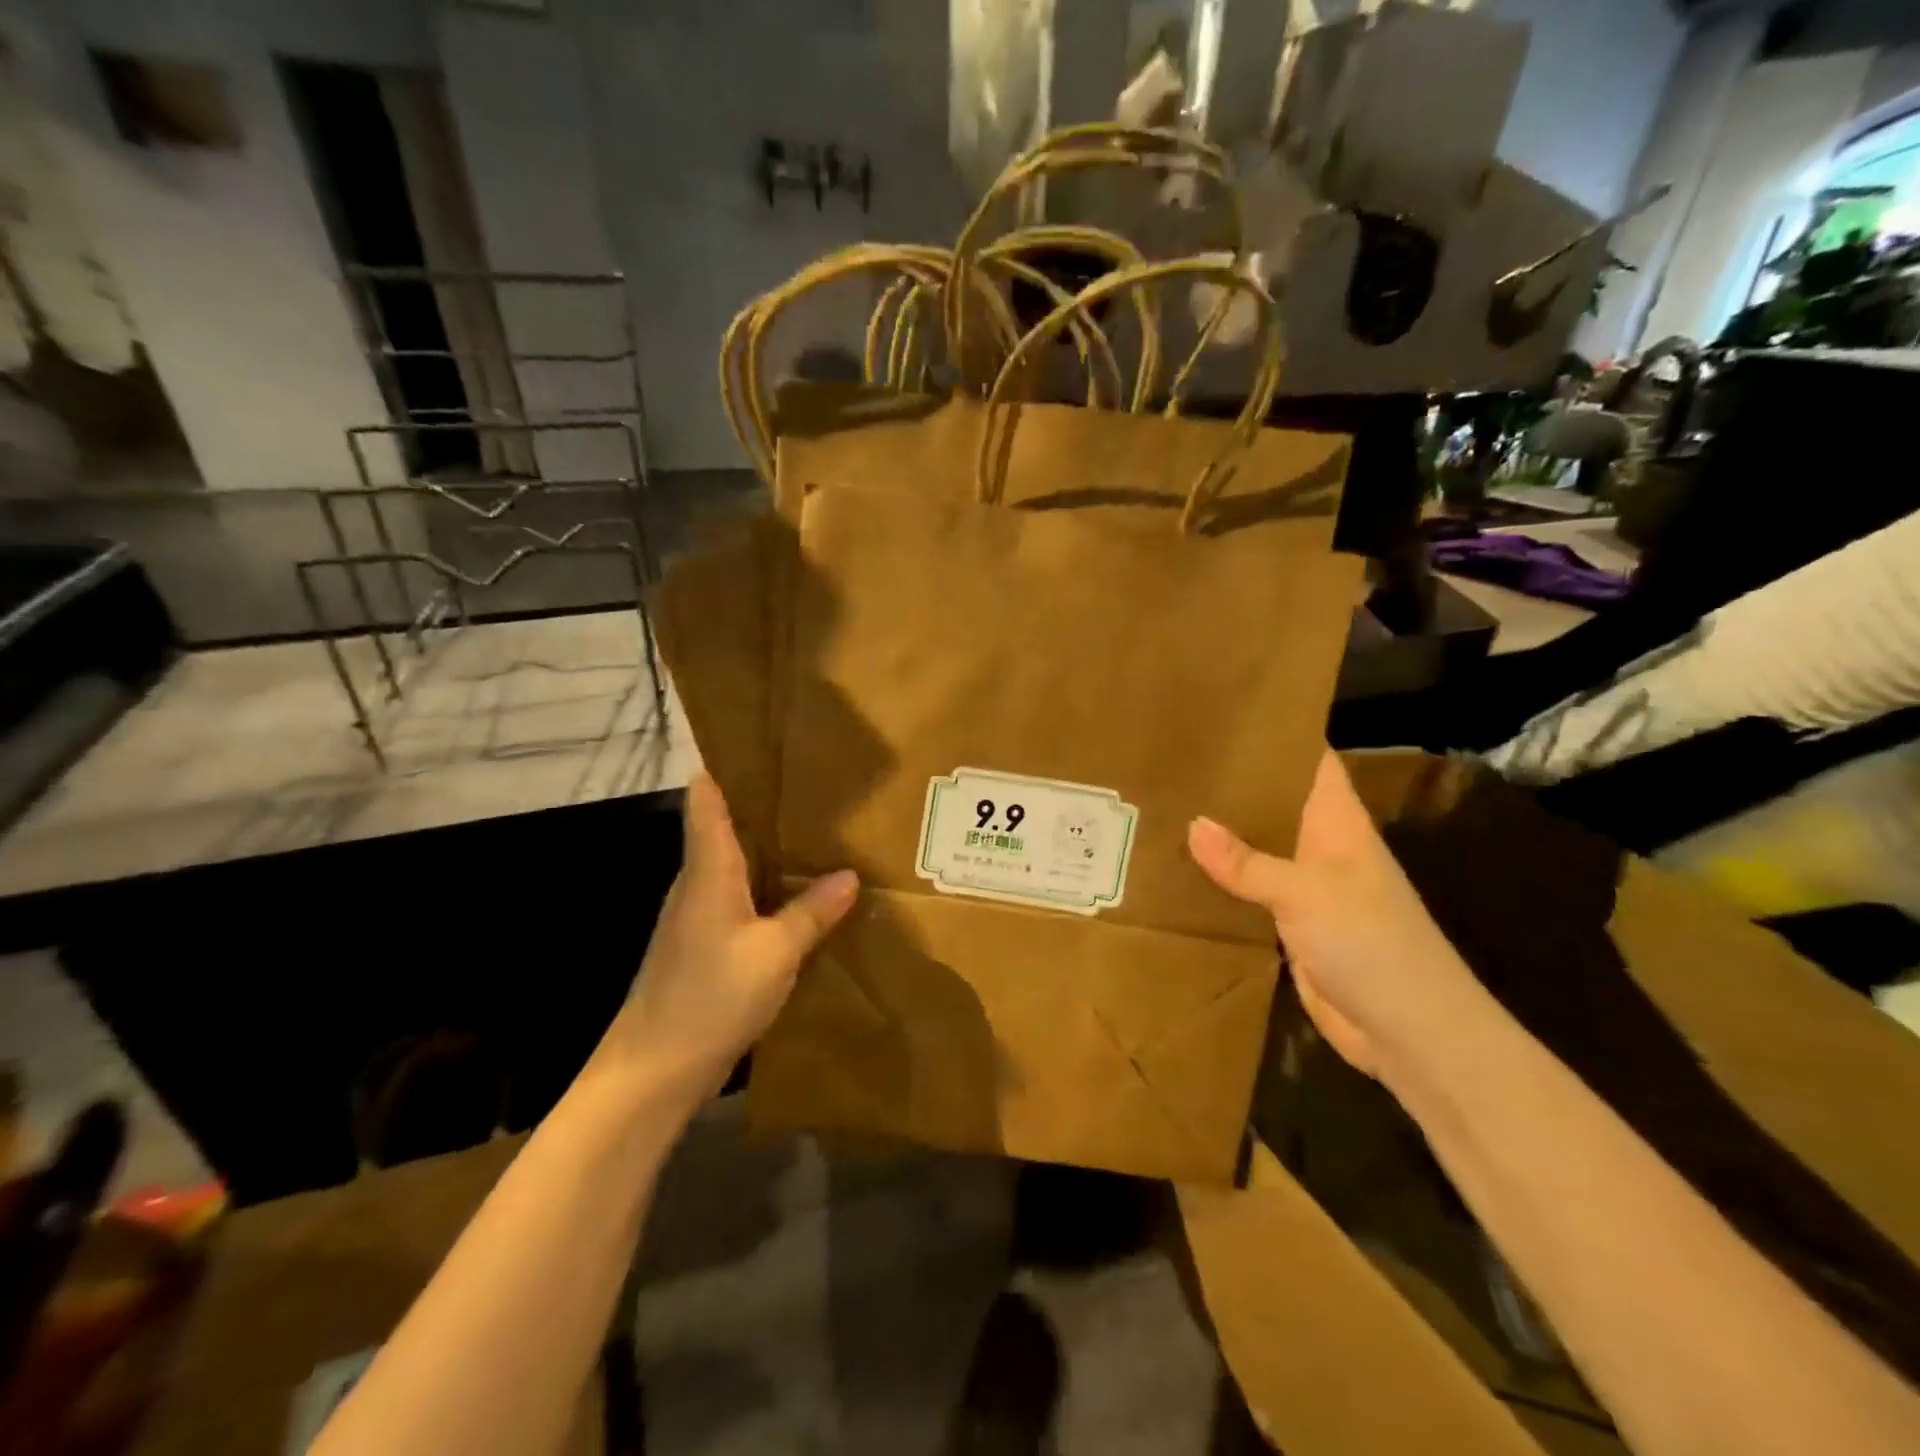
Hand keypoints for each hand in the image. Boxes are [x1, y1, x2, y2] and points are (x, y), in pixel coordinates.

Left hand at [596, 773, 858, 1107]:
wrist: (654, 1070)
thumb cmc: (710, 996)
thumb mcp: (776, 953)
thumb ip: (812, 912)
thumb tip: (848, 875)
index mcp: (708, 871)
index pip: (705, 802)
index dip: (722, 769)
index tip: (754, 745)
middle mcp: (696, 884)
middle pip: (721, 829)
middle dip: (760, 807)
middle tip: (809, 789)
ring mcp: (694, 917)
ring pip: (731, 866)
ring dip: (764, 850)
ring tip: (810, 836)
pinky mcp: (699, 946)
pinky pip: (734, 899)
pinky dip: (761, 888)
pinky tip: (792, 897)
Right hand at [1187, 750, 1477, 1077]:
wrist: (1409, 1032)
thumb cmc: (1372, 943)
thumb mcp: (1306, 893)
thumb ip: (1247, 862)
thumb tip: (1191, 824)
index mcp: (1337, 823)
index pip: (1310, 761)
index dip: (1276, 735)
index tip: (1224, 715)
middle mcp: (1320, 846)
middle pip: (1274, 802)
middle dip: (1233, 783)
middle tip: (1174, 759)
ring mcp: (1306, 888)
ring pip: (1257, 848)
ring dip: (1221, 833)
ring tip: (1164, 805)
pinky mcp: (1290, 925)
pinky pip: (1249, 892)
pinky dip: (1221, 881)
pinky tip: (1179, 869)